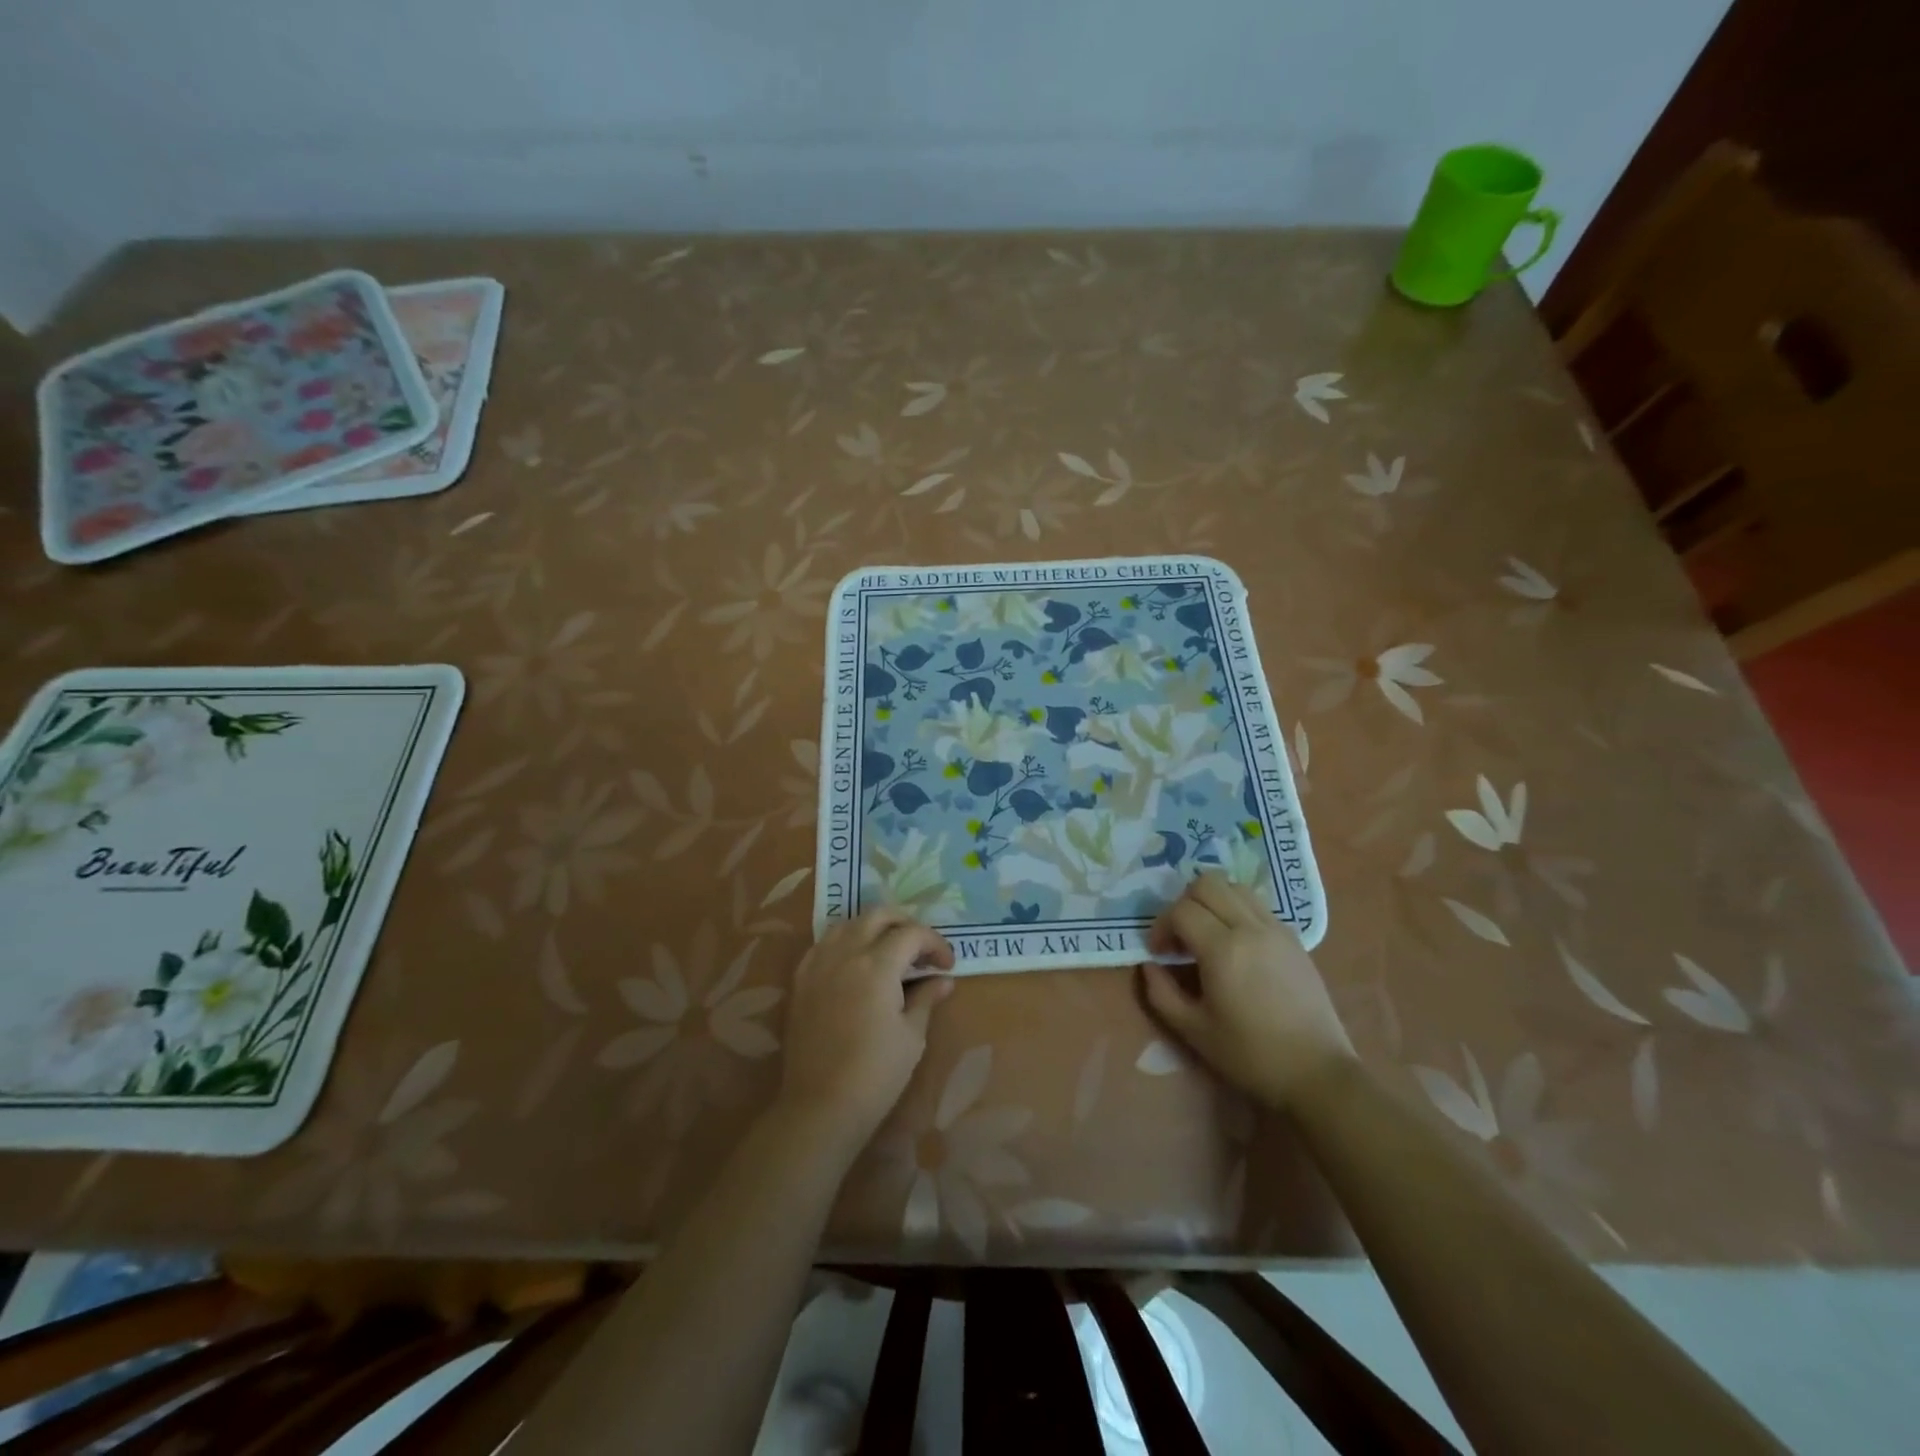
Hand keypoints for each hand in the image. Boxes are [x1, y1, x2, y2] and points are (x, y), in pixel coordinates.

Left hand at [778, 910, 955, 1155]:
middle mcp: (845, 953)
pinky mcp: (801, 980)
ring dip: (873, 928)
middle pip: (877, 916)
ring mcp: (818, 964)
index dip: (935, 943)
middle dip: (905, 923)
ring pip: (847, 924)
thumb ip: (925, 999)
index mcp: (877, 965)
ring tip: (889, 950)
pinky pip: (824, 944)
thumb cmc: (876, 1074)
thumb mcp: (911, 1037)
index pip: (912, 934)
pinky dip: (845, 942)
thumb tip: (943, 981)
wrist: (820, 1106)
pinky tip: (855, 963)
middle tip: (921, 948)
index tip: (947, 965)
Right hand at [1138, 872, 1354, 1110]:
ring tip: (1206, 934)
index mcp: (1223, 950)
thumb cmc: (1251, 1055)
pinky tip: (1234, 944)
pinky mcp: (1293, 937)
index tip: (1158, 952)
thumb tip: (1149, 964)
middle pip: (1207, 883)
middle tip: (1180, 936)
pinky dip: (1236, 910)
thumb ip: (1161, 993)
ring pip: (1234, 886)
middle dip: (1184, 903)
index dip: (1161, 926)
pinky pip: (1256, 904)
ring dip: (1212, 901)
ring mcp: (1276, 929)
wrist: (1317, 1073)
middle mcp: (1250, 928)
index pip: (1181, 910)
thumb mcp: (1193, 1031)